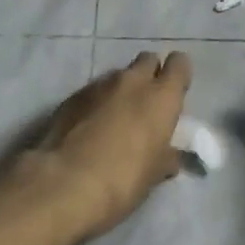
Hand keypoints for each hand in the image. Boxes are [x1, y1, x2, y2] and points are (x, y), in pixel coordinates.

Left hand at [8, 51, 192, 241]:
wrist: (64, 182)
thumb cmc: (122, 181)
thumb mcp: (153, 176)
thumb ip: (166, 157)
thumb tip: (171, 155)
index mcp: (161, 97)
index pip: (179, 64)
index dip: (178, 76)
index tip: (175, 94)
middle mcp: (133, 80)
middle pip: (148, 61)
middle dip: (150, 76)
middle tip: (146, 106)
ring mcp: (101, 83)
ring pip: (120, 75)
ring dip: (122, 90)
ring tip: (116, 120)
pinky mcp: (74, 94)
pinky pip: (95, 90)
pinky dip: (98, 102)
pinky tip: (91, 127)